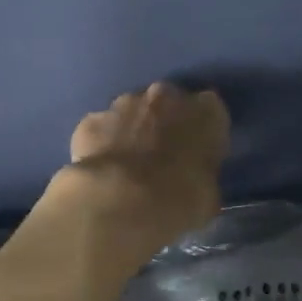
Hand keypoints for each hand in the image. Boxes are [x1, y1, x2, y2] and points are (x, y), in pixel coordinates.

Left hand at [59, 82, 228, 267]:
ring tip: (128, 168)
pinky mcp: (90, 121)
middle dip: (165, 125)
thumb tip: (194, 182)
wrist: (120, 203)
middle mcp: (165, 96)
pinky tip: (102, 173)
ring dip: (132, 132)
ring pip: (131, 113)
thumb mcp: (208, 197)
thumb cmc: (179, 201)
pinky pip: (101, 131)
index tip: (197, 155)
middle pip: (168, 105)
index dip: (203, 134)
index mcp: (206, 112)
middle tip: (162, 159)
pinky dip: (101, 145)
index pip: (211, 112)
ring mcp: (123, 104)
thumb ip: (203, 177)